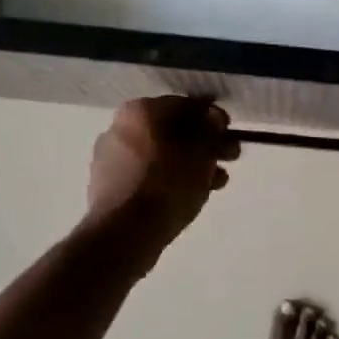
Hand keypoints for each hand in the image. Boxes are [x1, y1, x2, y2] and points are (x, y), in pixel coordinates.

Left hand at [86, 96, 239, 250]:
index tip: (230, 133)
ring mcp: (111, 157)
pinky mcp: (109, 186)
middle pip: (172, 130)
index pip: (184, 104)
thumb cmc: (168, 184)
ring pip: (161, 154)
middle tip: (229, 157)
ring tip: (216, 182)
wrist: (125, 233)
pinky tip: (192, 194)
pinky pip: (148, 174)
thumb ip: (210, 129)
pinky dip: (170, 179)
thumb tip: (212, 117)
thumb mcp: (201, 153)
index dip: (212, 117)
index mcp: (140, 110)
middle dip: (203, 144)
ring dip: (190, 163)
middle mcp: (119, 127)